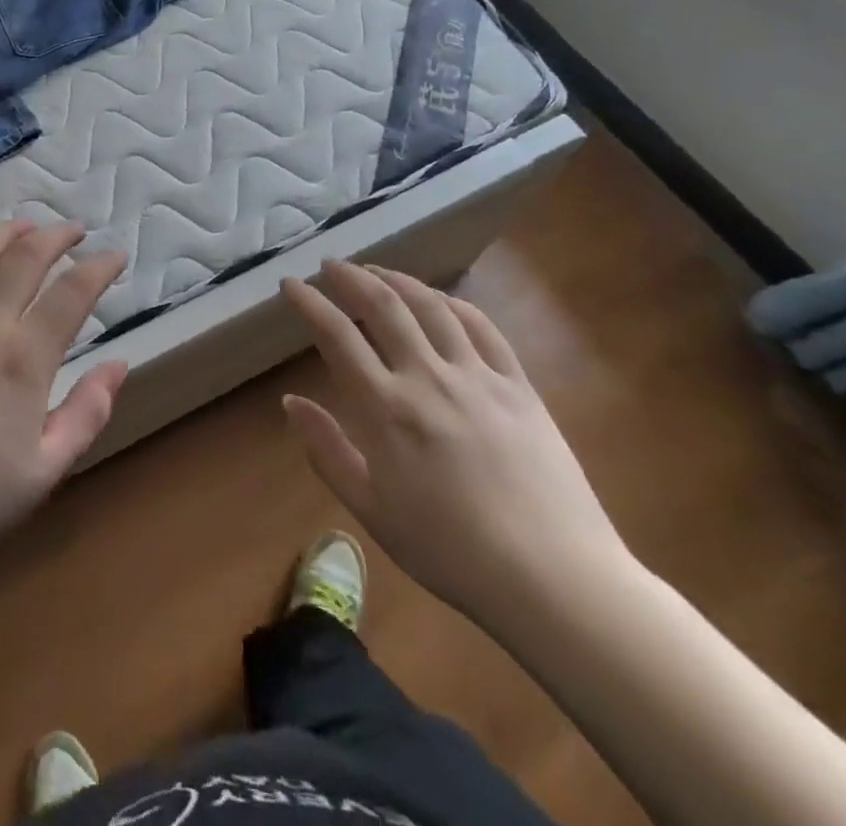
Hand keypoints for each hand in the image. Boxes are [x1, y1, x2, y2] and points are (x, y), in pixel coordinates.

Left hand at [0, 219, 128, 627]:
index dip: (99, 267)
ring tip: (26, 226)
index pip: (72, 292)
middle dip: (56, 235)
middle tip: (74, 231)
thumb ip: (87, 413)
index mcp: (22, 359)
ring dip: (6, 233)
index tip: (115, 257)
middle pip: (23, 256)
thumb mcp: (44, 472)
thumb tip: (118, 365)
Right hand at [281, 261, 629, 628]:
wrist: (555, 580)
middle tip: (331, 265)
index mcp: (386, 409)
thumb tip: (290, 401)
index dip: (309, 303)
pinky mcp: (518, 386)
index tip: (290, 284)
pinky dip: (452, 303)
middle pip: (383, 306)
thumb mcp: (371, 511)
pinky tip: (439, 300)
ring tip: (377, 271)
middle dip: (350, 277)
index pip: (337, 335)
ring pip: (431, 306)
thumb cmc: (451, 552)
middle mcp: (428, 378)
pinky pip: (481, 327)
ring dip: (398, 280)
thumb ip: (326, 450)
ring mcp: (478, 377)